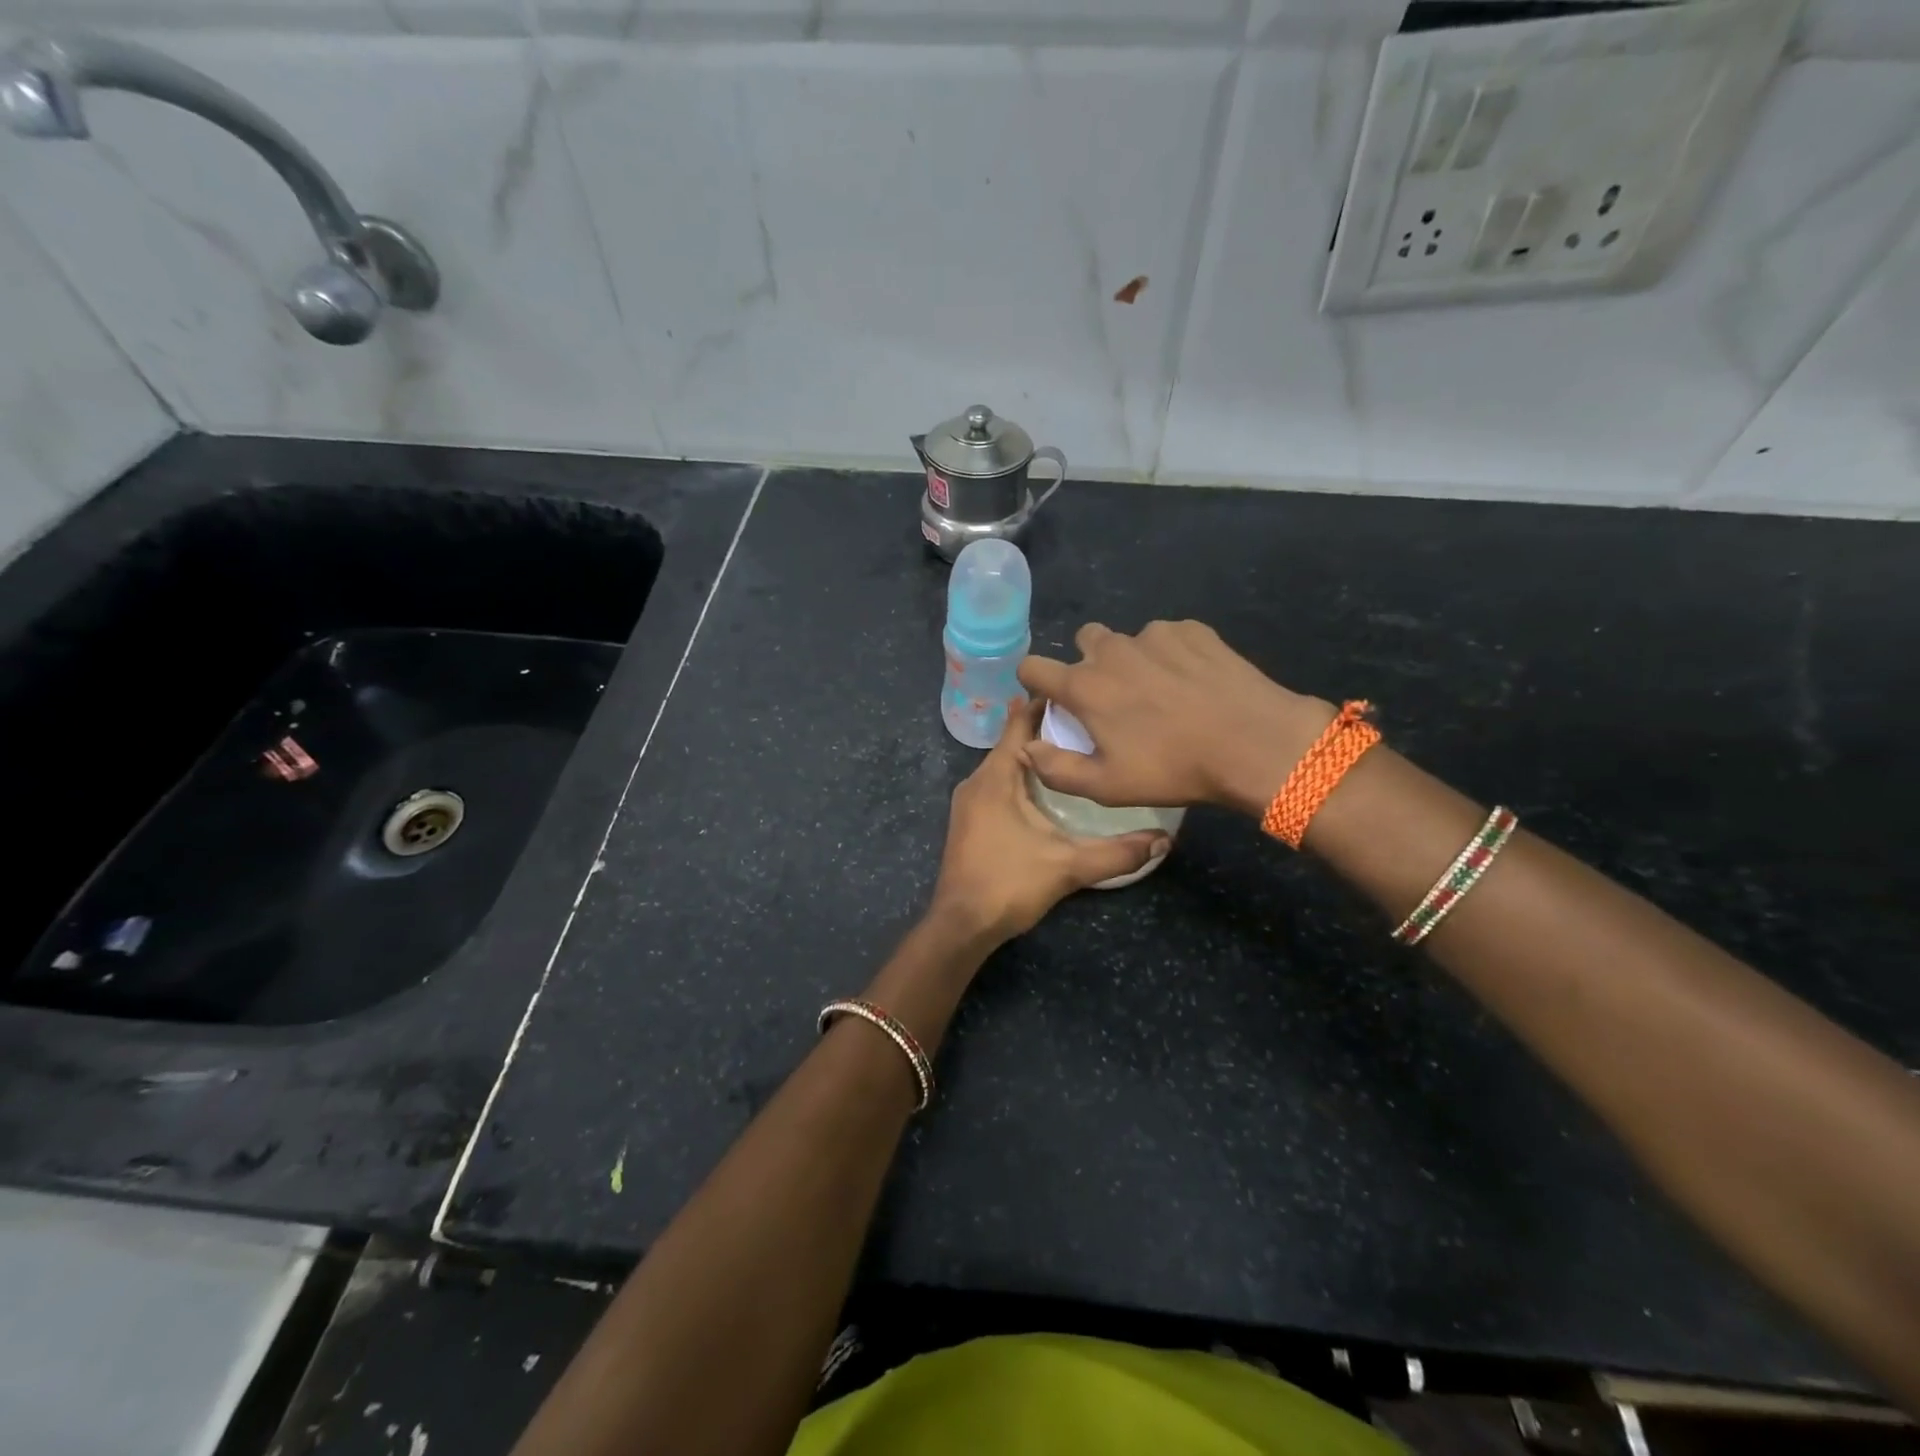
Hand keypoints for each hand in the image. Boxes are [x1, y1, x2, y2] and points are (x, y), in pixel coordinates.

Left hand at [930, 699, 1169, 942]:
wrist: (961, 925)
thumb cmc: (1009, 884)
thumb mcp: (1068, 866)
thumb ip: (1116, 853)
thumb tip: (1164, 840)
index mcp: (995, 779)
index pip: (1017, 726)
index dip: (1041, 705)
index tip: (1072, 692)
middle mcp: (976, 783)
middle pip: (1010, 744)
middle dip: (1042, 730)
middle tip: (1083, 721)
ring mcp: (968, 804)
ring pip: (1002, 768)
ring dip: (1030, 757)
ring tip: (1068, 749)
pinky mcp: (969, 823)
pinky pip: (996, 786)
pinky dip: (1018, 778)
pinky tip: (1041, 790)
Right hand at [1017, 620, 1332, 817]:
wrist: (1253, 742)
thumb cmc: (1173, 768)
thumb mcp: (1106, 786)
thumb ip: (1056, 768)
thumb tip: (1026, 747)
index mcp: (1085, 686)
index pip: (1032, 667)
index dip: (1034, 682)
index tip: (1051, 700)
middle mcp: (1112, 650)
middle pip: (1083, 641)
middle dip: (1088, 663)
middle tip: (1113, 698)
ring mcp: (1154, 635)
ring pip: (1127, 640)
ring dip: (1131, 660)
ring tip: (1161, 693)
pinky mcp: (1191, 630)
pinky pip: (1167, 638)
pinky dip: (1170, 655)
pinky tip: (1192, 683)